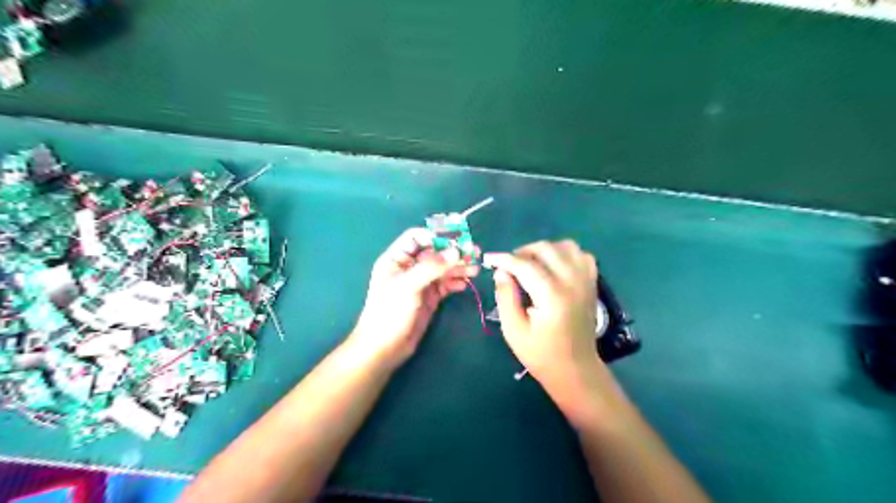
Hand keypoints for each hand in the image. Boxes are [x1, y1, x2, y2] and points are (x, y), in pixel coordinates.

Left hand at [350, 230, 479, 366]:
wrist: (384, 348)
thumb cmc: (389, 313)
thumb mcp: (408, 286)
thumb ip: (431, 267)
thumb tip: (456, 251)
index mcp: (396, 259)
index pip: (417, 237)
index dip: (436, 236)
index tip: (457, 239)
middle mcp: (409, 267)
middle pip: (434, 252)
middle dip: (453, 252)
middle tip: (475, 253)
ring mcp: (420, 283)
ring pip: (442, 268)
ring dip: (459, 267)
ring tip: (475, 269)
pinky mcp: (429, 298)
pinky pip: (445, 284)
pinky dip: (456, 282)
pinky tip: (465, 284)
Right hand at [488, 241, 603, 395]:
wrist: (575, 369)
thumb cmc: (541, 354)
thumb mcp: (513, 330)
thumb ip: (506, 296)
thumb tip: (501, 271)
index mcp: (552, 296)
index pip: (525, 265)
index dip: (504, 259)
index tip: (489, 259)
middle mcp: (572, 282)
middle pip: (546, 249)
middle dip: (523, 252)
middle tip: (509, 266)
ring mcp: (586, 281)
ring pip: (566, 246)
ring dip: (545, 250)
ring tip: (531, 264)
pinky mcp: (592, 283)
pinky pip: (581, 255)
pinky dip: (565, 254)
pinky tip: (554, 267)